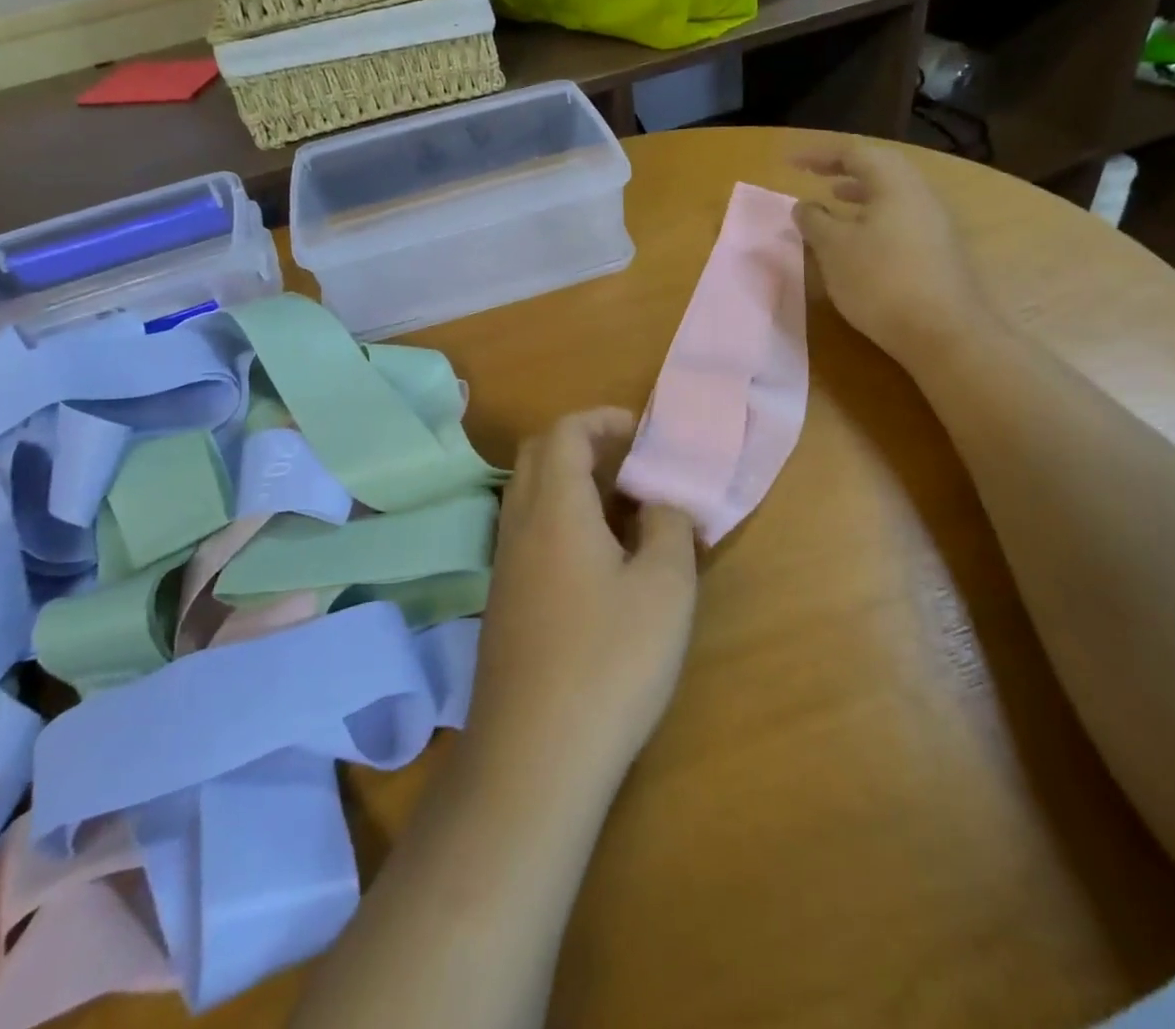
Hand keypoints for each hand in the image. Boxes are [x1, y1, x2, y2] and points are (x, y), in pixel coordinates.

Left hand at [466, 409, 697, 798]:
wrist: (535, 756)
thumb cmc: (610, 661)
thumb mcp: (665, 588)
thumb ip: (670, 527)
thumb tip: (663, 502)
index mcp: (554, 507)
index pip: (564, 431)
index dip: (603, 419)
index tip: (642, 434)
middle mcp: (519, 524)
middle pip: (539, 455)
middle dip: (585, 445)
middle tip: (632, 467)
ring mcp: (505, 565)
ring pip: (530, 495)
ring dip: (572, 484)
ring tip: (624, 512)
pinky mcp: (504, 601)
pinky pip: (530, 532)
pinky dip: (561, 520)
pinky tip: (600, 561)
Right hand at [791, 134, 990, 357]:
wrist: (943, 332)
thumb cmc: (880, 280)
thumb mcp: (834, 248)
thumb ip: (814, 221)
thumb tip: (805, 205)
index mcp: (895, 183)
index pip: (854, 153)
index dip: (818, 155)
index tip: (789, 163)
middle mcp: (920, 194)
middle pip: (880, 169)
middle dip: (844, 170)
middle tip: (815, 176)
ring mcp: (935, 223)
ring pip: (892, 195)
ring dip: (860, 195)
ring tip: (834, 203)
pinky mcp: (939, 251)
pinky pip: (900, 219)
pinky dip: (873, 218)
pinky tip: (859, 241)